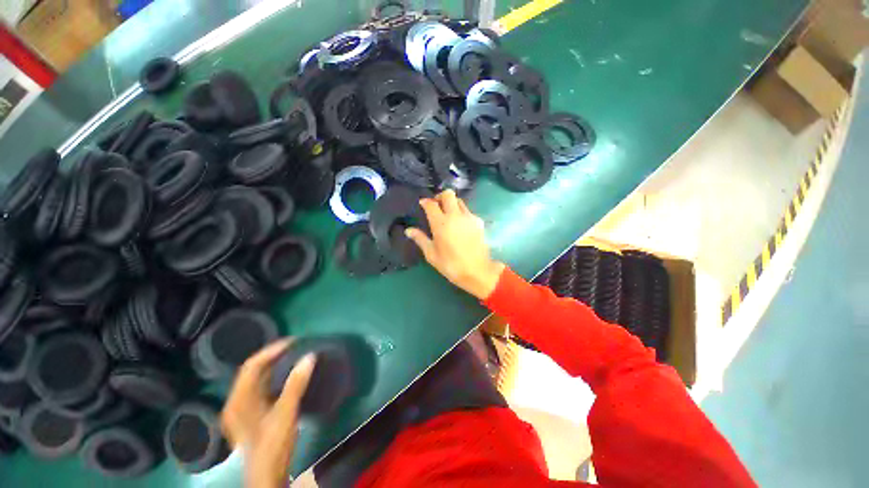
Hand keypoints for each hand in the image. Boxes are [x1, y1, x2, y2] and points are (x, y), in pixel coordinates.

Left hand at [221, 339, 316, 487]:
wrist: (267, 474)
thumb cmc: (273, 445)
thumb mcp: (286, 414)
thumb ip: (296, 384)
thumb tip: (310, 356)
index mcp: (239, 401)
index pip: (252, 366)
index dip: (272, 350)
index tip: (293, 341)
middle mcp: (236, 401)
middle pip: (252, 370)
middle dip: (273, 355)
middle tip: (295, 346)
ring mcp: (241, 408)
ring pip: (256, 378)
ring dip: (273, 365)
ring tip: (293, 355)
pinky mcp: (250, 413)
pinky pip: (260, 386)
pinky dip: (273, 376)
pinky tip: (286, 374)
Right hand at [406, 190, 504, 299]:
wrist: (478, 271)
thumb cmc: (451, 265)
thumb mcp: (432, 254)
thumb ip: (420, 239)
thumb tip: (408, 230)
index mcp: (440, 223)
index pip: (431, 204)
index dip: (425, 202)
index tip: (422, 204)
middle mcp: (455, 216)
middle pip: (448, 194)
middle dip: (440, 196)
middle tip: (436, 206)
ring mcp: (469, 217)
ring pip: (459, 201)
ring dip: (452, 204)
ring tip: (448, 215)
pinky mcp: (479, 222)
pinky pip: (468, 211)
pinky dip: (461, 213)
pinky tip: (459, 226)